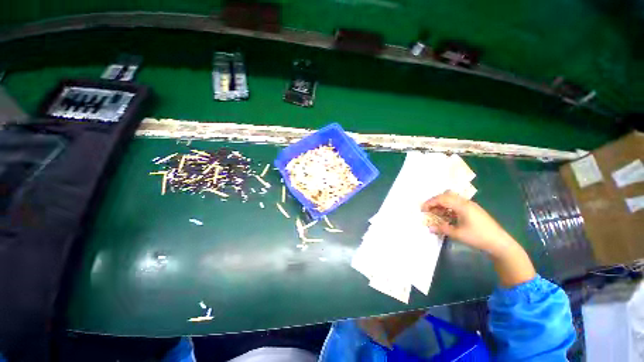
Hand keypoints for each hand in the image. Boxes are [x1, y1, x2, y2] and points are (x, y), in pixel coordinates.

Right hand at [421, 191, 515, 256]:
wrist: (500, 243)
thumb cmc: (478, 237)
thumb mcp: (458, 234)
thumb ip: (442, 229)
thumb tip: (429, 227)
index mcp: (462, 206)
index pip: (442, 199)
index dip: (430, 203)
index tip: (422, 209)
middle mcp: (466, 202)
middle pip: (446, 195)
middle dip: (435, 201)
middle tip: (427, 209)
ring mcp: (470, 205)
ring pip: (452, 199)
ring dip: (442, 204)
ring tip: (435, 213)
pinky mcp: (473, 210)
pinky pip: (457, 204)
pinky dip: (448, 207)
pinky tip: (447, 216)